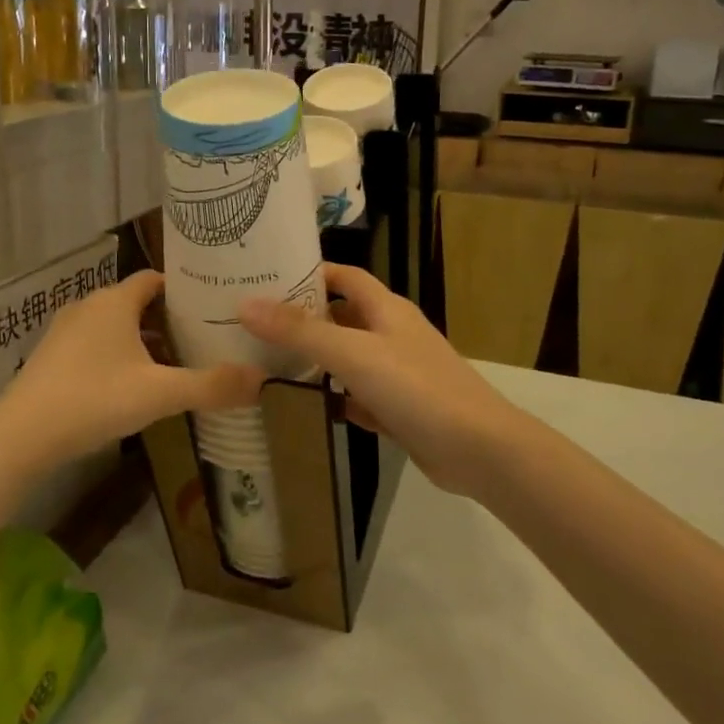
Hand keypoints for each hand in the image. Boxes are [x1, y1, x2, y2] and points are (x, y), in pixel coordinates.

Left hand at [0, 270, 264, 468]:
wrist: (20, 437)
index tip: (211, 304)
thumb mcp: (160, 394)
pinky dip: (116, 356)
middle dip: (167, 318)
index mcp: (115, 302)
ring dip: (141, 340)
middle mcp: (88, 306)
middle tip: (201, 336)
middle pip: (135, 302)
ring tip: (172, 362)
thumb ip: (212, 386)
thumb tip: (264, 380)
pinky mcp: (50, 358)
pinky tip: (130, 386)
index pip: (154, 278)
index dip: (182, 288)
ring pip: (113, 326)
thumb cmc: (94, 399)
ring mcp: (64, 332)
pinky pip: (94, 345)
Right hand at [239, 265, 530, 497]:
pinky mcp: (399, 410)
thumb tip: (245, 304)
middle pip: (342, 317)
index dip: (311, 273)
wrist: (479, 450)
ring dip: (316, 362)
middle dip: (304, 319)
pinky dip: (334, 400)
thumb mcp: (353, 353)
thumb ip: (300, 331)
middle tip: (254, 325)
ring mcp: (397, 374)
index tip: (267, 278)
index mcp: (386, 309)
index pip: (345, 277)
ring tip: (265, 364)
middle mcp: (392, 335)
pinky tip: (303, 409)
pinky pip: (358, 397)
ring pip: (348, 360)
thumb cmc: (416, 388)